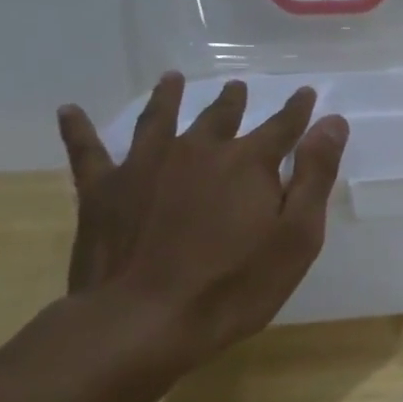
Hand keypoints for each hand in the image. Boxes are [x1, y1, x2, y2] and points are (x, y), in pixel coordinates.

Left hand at [54, 73, 349, 366]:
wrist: (142, 322)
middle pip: (220, 117)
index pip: (282, 126)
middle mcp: (198, 151)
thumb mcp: (297, 236)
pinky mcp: (103, 191)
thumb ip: (315, 175)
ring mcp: (146, 166)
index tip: (307, 92)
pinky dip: (79, 129)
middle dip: (233, 101)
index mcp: (249, 162)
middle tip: (238, 87)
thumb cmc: (234, 285)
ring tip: (172, 79)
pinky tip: (70, 111)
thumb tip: (332, 122)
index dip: (297, 109)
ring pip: (160, 120)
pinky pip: (87, 151)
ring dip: (168, 97)